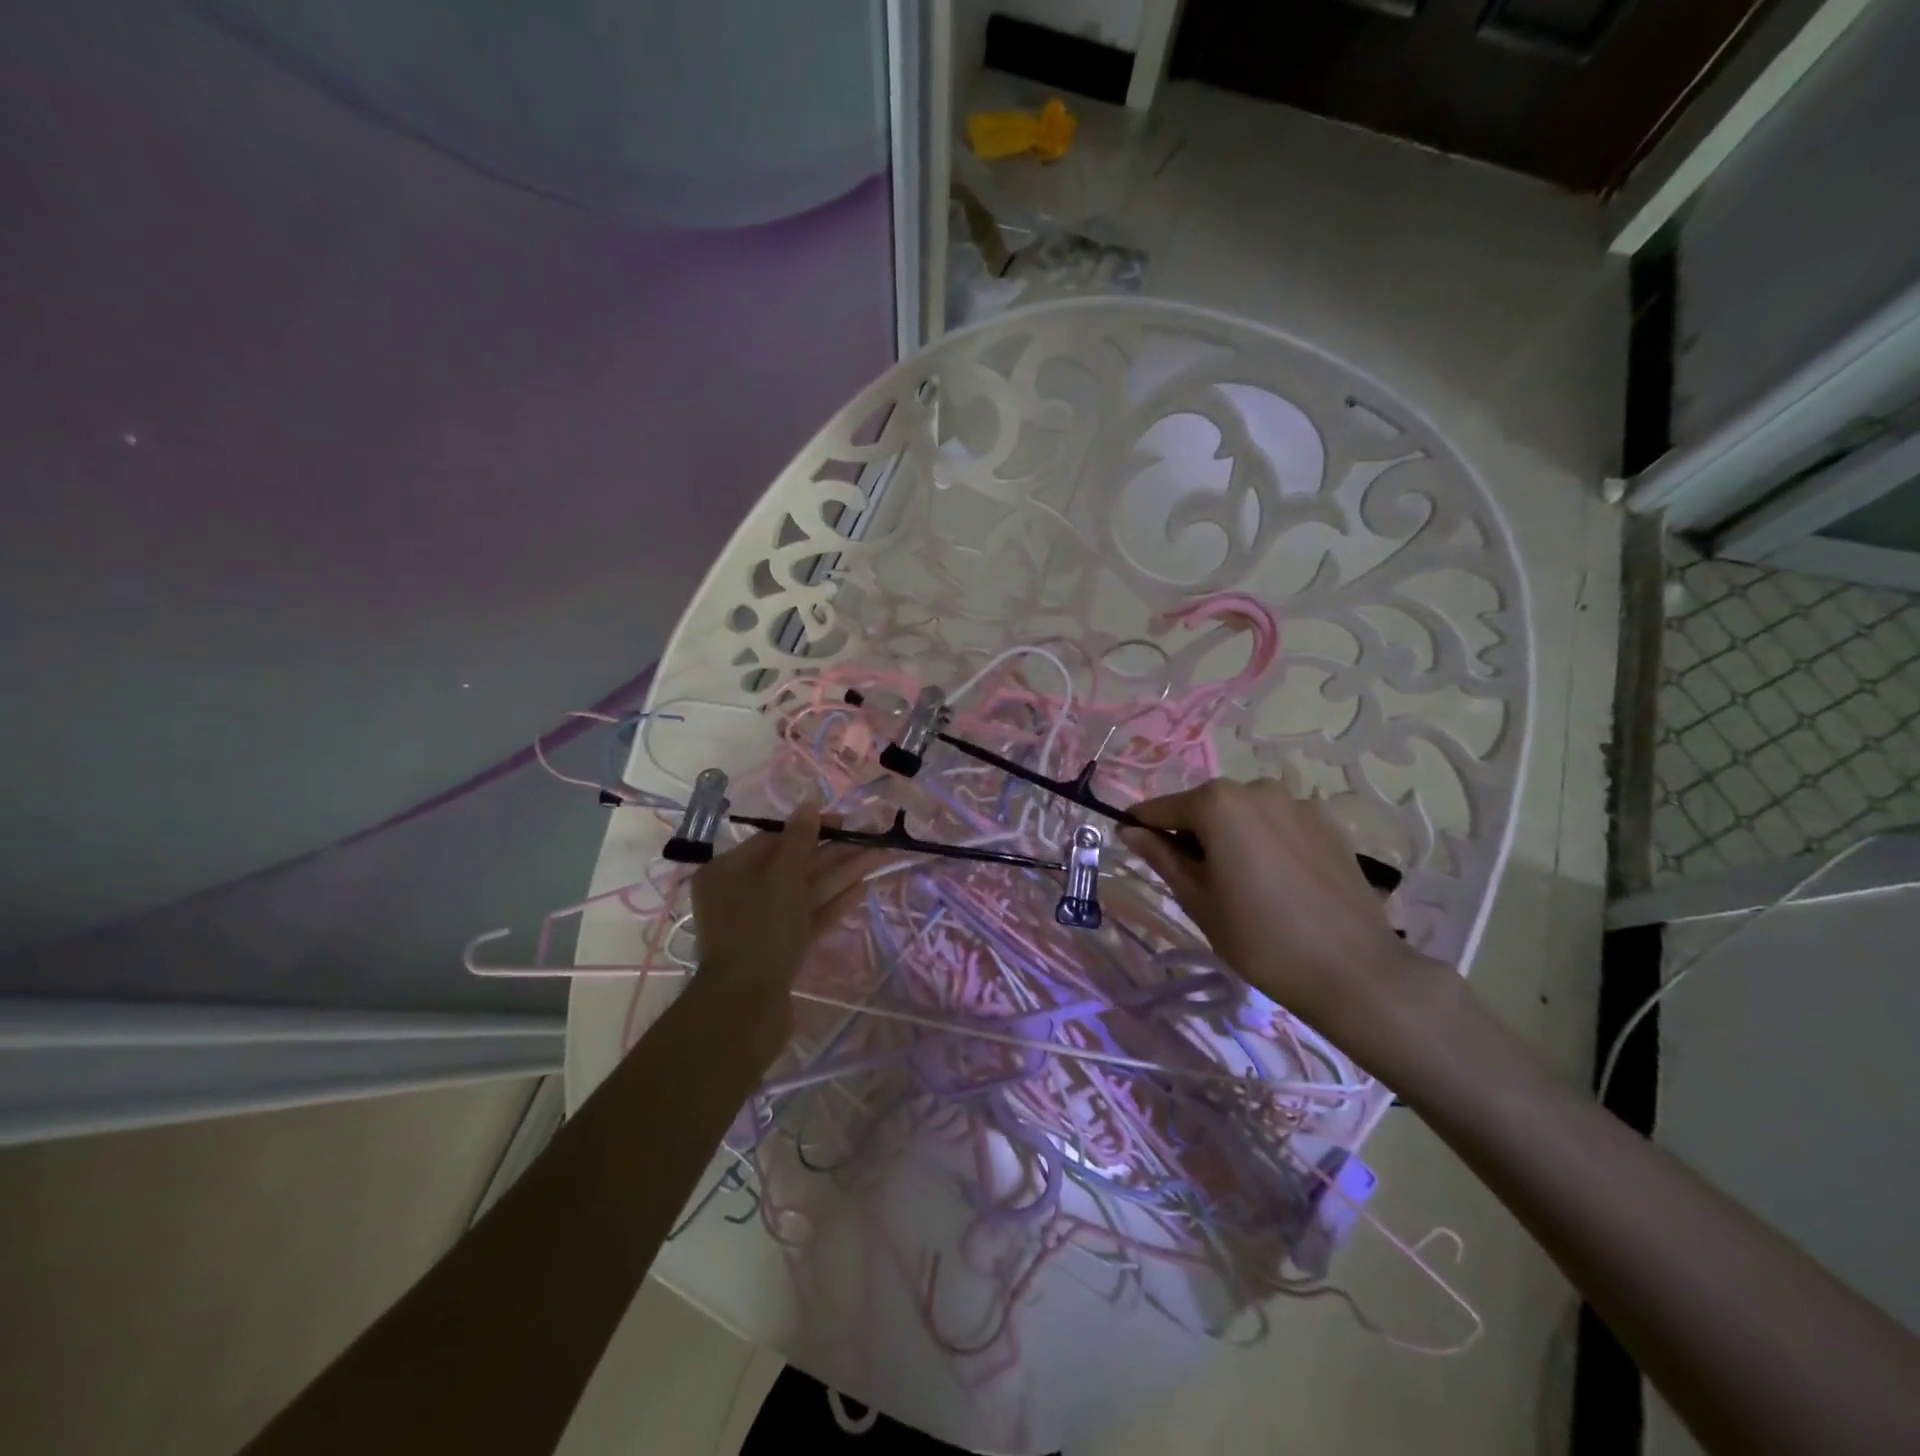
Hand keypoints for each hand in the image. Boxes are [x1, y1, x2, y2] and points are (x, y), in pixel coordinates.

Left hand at [688, 801, 886, 1035]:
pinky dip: (833, 904)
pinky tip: (862, 891)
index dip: (812, 828)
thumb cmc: (760, 930)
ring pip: (806, 891)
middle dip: (835, 852)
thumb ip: (799, 840)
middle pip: (794, 865)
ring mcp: (762, 924)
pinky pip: (809, 918)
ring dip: (841, 875)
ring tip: (879, 858)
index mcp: (729, 871)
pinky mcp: (781, 949)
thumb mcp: (781, 878)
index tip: (847, 822)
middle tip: (873, 839)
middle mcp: (742, 894)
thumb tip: (809, 803)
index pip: (774, 839)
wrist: (746, 1007)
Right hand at [1119, 778, 1440, 1036]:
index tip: (1132, 848)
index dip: (1142, 827)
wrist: (1353, 970)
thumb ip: (1160, 856)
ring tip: (1240, 884)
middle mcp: (1256, 789)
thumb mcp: (1197, 899)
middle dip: (1191, 834)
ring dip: (1229, 837)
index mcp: (1217, 803)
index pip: (1161, 808)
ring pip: (1243, 814)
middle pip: (1205, 807)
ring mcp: (1297, 803)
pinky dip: (1264, 842)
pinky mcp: (1327, 823)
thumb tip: (1129, 830)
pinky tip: (1276, 882)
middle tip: (1195, 882)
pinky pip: (1277, 824)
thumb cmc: (1259, 938)